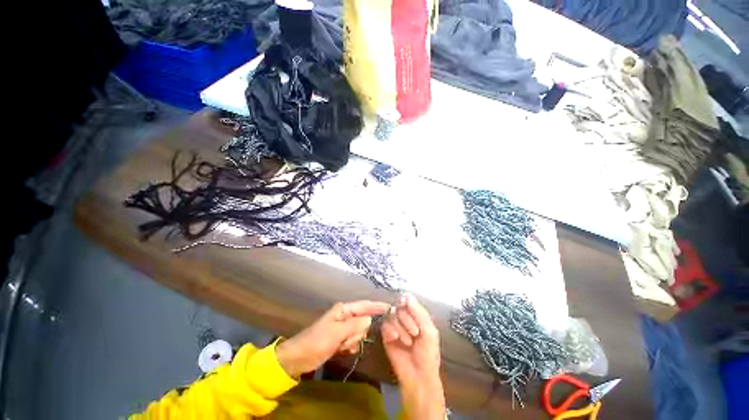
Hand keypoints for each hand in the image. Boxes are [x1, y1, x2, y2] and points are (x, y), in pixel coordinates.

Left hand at [276, 300, 389, 377]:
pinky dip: (350, 346)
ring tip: (341, 345)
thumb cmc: (317, 341)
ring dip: (352, 341)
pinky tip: (342, 350)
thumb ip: (355, 325)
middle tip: (346, 340)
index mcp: (343, 309)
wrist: (299, 358)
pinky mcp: (341, 339)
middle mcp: (345, 316)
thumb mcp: (336, 332)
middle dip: (358, 332)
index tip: (390, 308)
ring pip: (359, 332)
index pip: (364, 305)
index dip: (377, 306)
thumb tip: (369, 319)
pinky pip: (354, 341)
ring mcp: (343, 328)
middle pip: (363, 321)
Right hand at [382, 294, 444, 418]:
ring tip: (408, 342)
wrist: (418, 375)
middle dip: (407, 319)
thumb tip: (407, 295)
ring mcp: (395, 326)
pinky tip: (395, 339)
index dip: (406, 302)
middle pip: (399, 306)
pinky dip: (390, 330)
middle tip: (415, 333)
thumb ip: (419, 312)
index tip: (406, 305)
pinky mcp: (386, 335)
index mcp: (416, 315)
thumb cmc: (428, 353)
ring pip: (391, 315)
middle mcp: (404, 318)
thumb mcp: (429, 331)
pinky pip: (384, 325)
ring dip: (401, 328)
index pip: (407, 300)